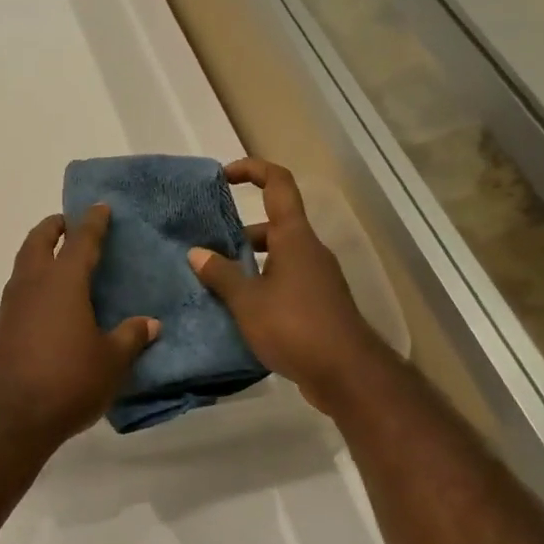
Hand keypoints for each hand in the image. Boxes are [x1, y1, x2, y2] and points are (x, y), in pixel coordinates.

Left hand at [0, 205, 159, 454]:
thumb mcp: (111, 362)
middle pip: (39, 241)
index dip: (92, 222)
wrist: (8, 417)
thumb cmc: (67, 382)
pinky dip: (32, 282)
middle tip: (68, 223)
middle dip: (54, 227)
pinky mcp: (0, 328)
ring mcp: (11, 306)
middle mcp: (32, 284)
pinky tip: (46, 303)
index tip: (99, 206)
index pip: (81, 241)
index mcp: (63, 282)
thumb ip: (130, 338)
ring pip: (24, 265)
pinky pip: (18, 291)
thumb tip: (150, 323)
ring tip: (58, 260)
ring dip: (39, 253)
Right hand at [187, 158, 392, 412]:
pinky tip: (239, 311)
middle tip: (207, 250)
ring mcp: (317, 279)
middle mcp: (309, 251)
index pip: (278, 184)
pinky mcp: (319, 305)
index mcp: (294, 237)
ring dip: (249, 264)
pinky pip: (285, 283)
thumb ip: (221, 275)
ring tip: (216, 284)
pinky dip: (262, 287)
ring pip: (278, 258)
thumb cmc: (294, 326)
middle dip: (240, 233)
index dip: (252, 170)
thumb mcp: (247, 301)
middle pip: (274, 226)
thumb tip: (196, 253)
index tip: (224, 176)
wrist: (346, 373)